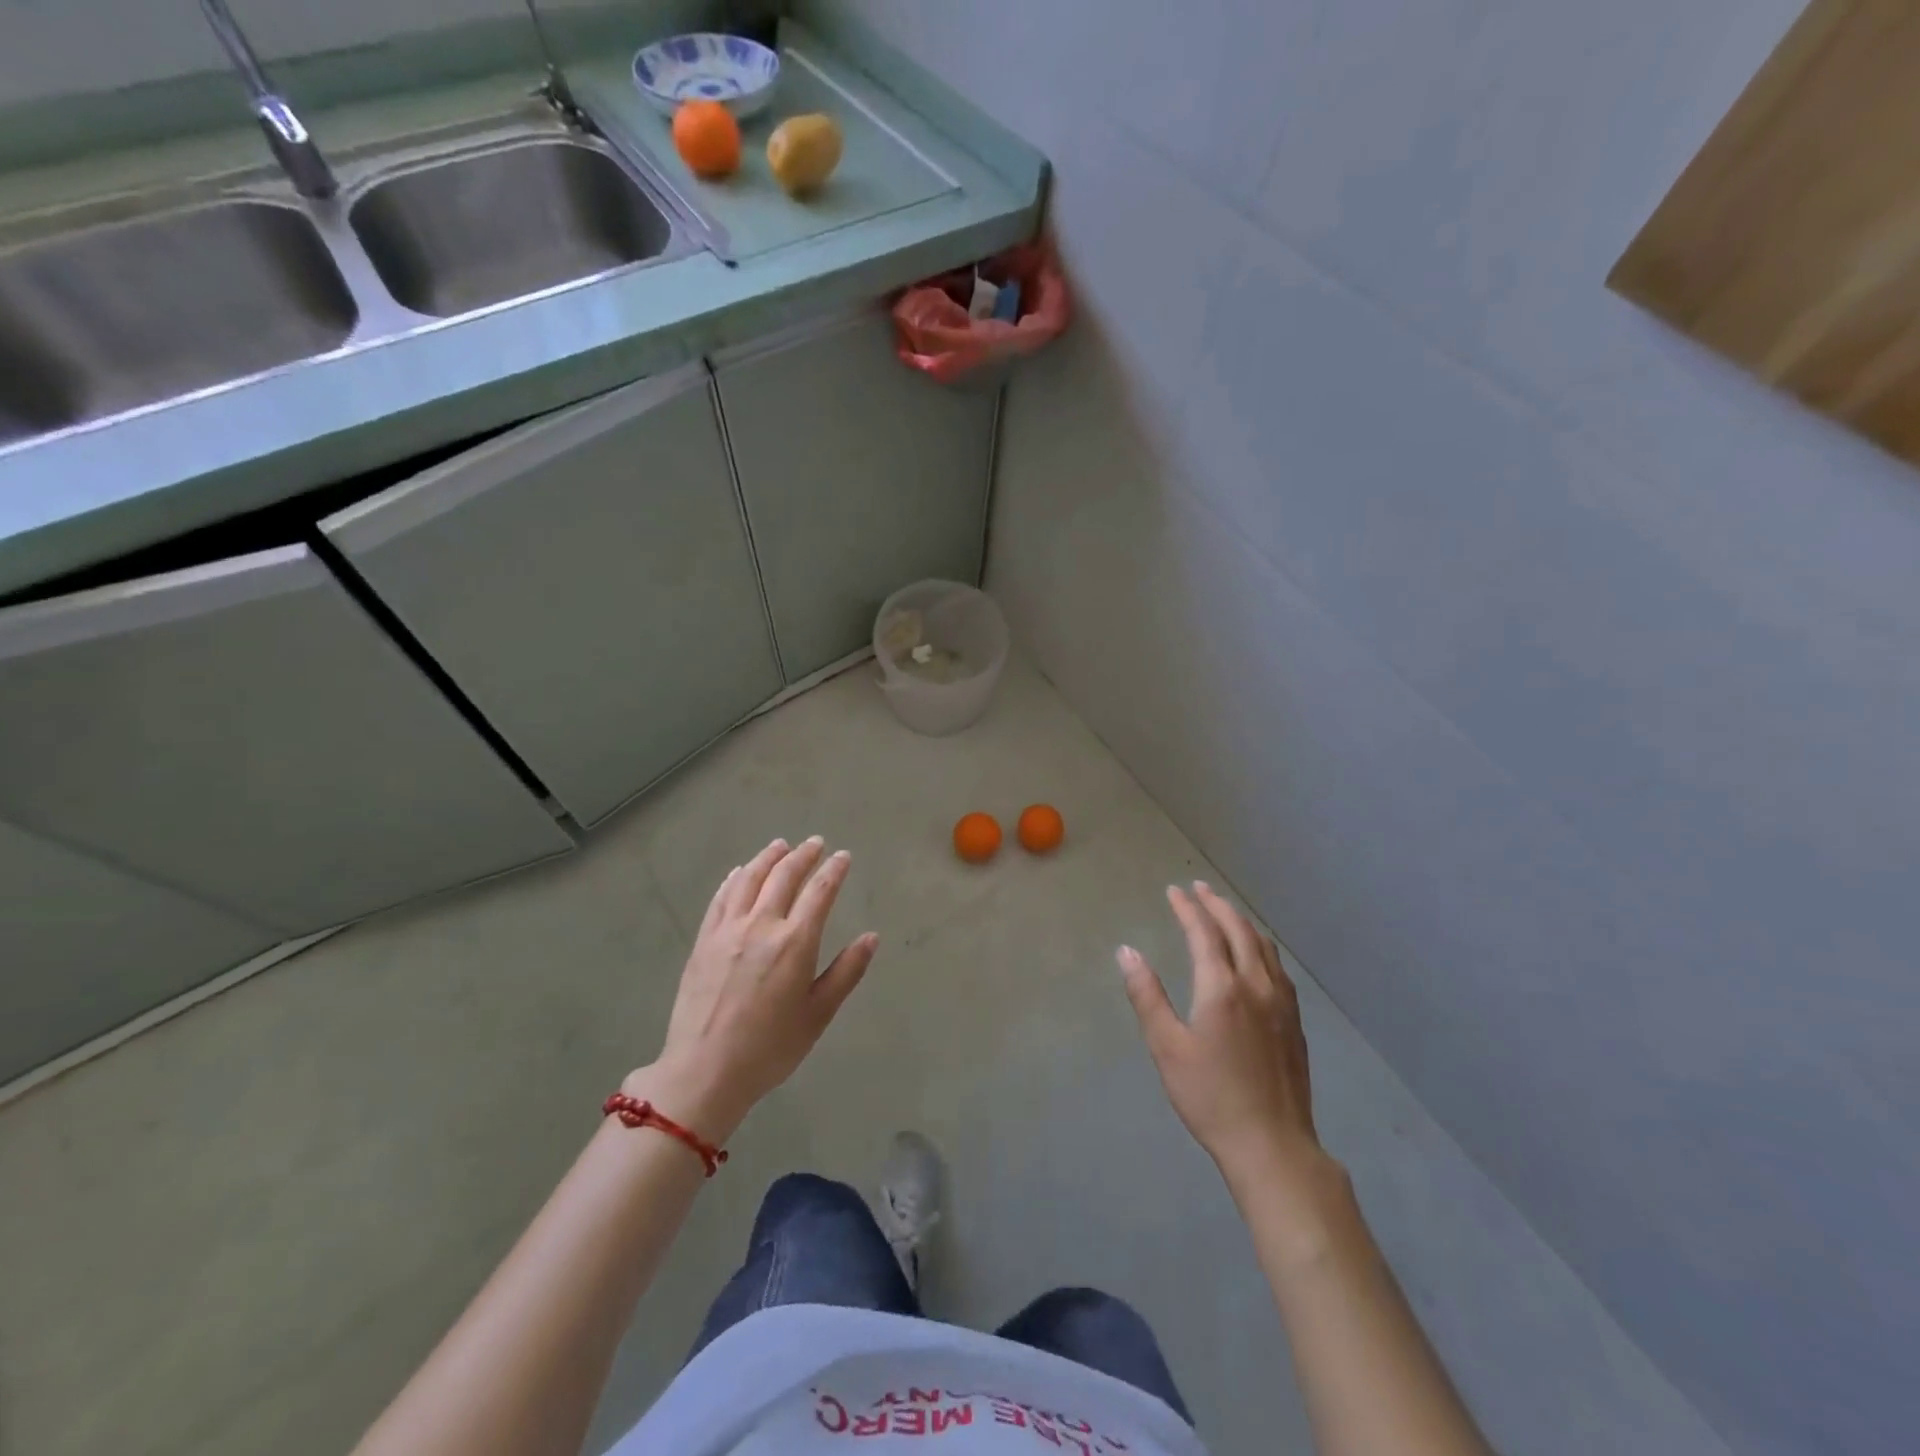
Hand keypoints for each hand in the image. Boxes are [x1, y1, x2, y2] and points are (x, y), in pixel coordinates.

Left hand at [629, 837, 876, 1142]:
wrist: (704, 1071)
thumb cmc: (770, 1048)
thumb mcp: (818, 1014)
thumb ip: (846, 972)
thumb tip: (871, 937)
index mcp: (795, 942)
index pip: (819, 892)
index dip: (833, 870)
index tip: (843, 856)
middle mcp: (761, 925)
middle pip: (784, 876)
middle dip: (803, 855)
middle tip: (816, 843)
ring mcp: (728, 930)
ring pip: (749, 879)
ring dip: (768, 857)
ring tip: (780, 845)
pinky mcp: (703, 941)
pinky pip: (720, 898)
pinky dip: (733, 879)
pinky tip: (740, 872)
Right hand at [1119, 883, 1324, 1185]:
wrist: (1272, 1144)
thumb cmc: (1210, 1096)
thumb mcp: (1167, 1047)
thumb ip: (1147, 995)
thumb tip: (1127, 952)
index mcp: (1222, 988)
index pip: (1204, 932)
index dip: (1188, 908)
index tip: (1174, 891)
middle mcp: (1256, 984)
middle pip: (1239, 930)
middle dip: (1217, 904)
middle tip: (1199, 888)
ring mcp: (1282, 1002)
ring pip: (1263, 946)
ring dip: (1241, 921)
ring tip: (1225, 910)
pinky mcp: (1294, 1021)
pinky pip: (1278, 966)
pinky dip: (1260, 945)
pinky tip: (1256, 954)